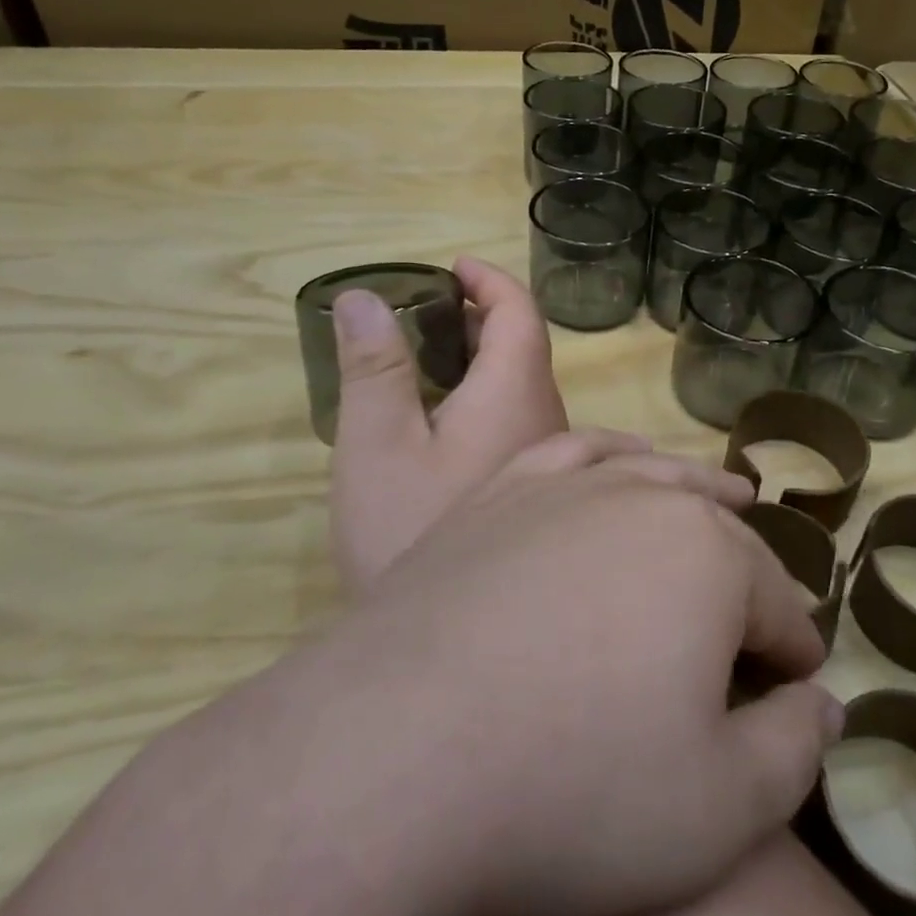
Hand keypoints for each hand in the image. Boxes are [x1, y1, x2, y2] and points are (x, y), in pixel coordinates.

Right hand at [328, 257, 567, 591]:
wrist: (451, 648)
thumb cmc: (409, 530)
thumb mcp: (378, 444)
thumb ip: (375, 367)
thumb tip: (364, 297)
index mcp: (517, 394)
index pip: (521, 314)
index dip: (490, 280)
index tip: (453, 266)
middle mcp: (548, 419)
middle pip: (526, 349)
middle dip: (481, 319)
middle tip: (426, 313)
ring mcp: (551, 461)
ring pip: (524, 389)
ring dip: (483, 362)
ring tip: (427, 359)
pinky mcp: (541, 494)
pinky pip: (521, 423)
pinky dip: (486, 400)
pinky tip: (445, 426)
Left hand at [328, 430, 842, 915]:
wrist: (398, 755)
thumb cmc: (577, 786)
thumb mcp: (724, 807)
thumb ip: (794, 747)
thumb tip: (825, 704)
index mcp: (711, 558)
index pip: (779, 604)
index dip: (793, 649)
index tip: (795, 684)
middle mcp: (644, 500)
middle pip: (721, 533)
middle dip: (750, 577)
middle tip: (756, 622)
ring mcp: (565, 488)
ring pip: (653, 476)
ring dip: (693, 493)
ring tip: (721, 499)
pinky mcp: (501, 495)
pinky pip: (572, 456)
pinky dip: (608, 457)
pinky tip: (615, 465)